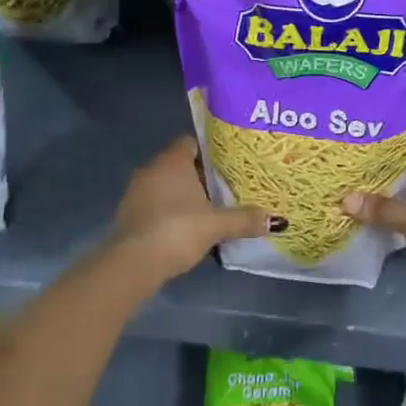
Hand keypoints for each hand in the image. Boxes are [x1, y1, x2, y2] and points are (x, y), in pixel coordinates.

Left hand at [101, 136, 275, 288]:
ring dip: (184, 195)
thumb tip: (277, 220)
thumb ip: (245, 219)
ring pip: (166, 185)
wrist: (133, 262)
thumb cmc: (178, 229)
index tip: (227, 164)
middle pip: (180, 164)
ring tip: (208, 209)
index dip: (209, 151)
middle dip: (200, 176)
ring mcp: (136, 192)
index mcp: (172, 161)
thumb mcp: (217, 224)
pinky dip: (170, 210)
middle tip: (224, 188)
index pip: (191, 142)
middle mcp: (152, 169)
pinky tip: (185, 227)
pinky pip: (155, 203)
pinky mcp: (129, 214)